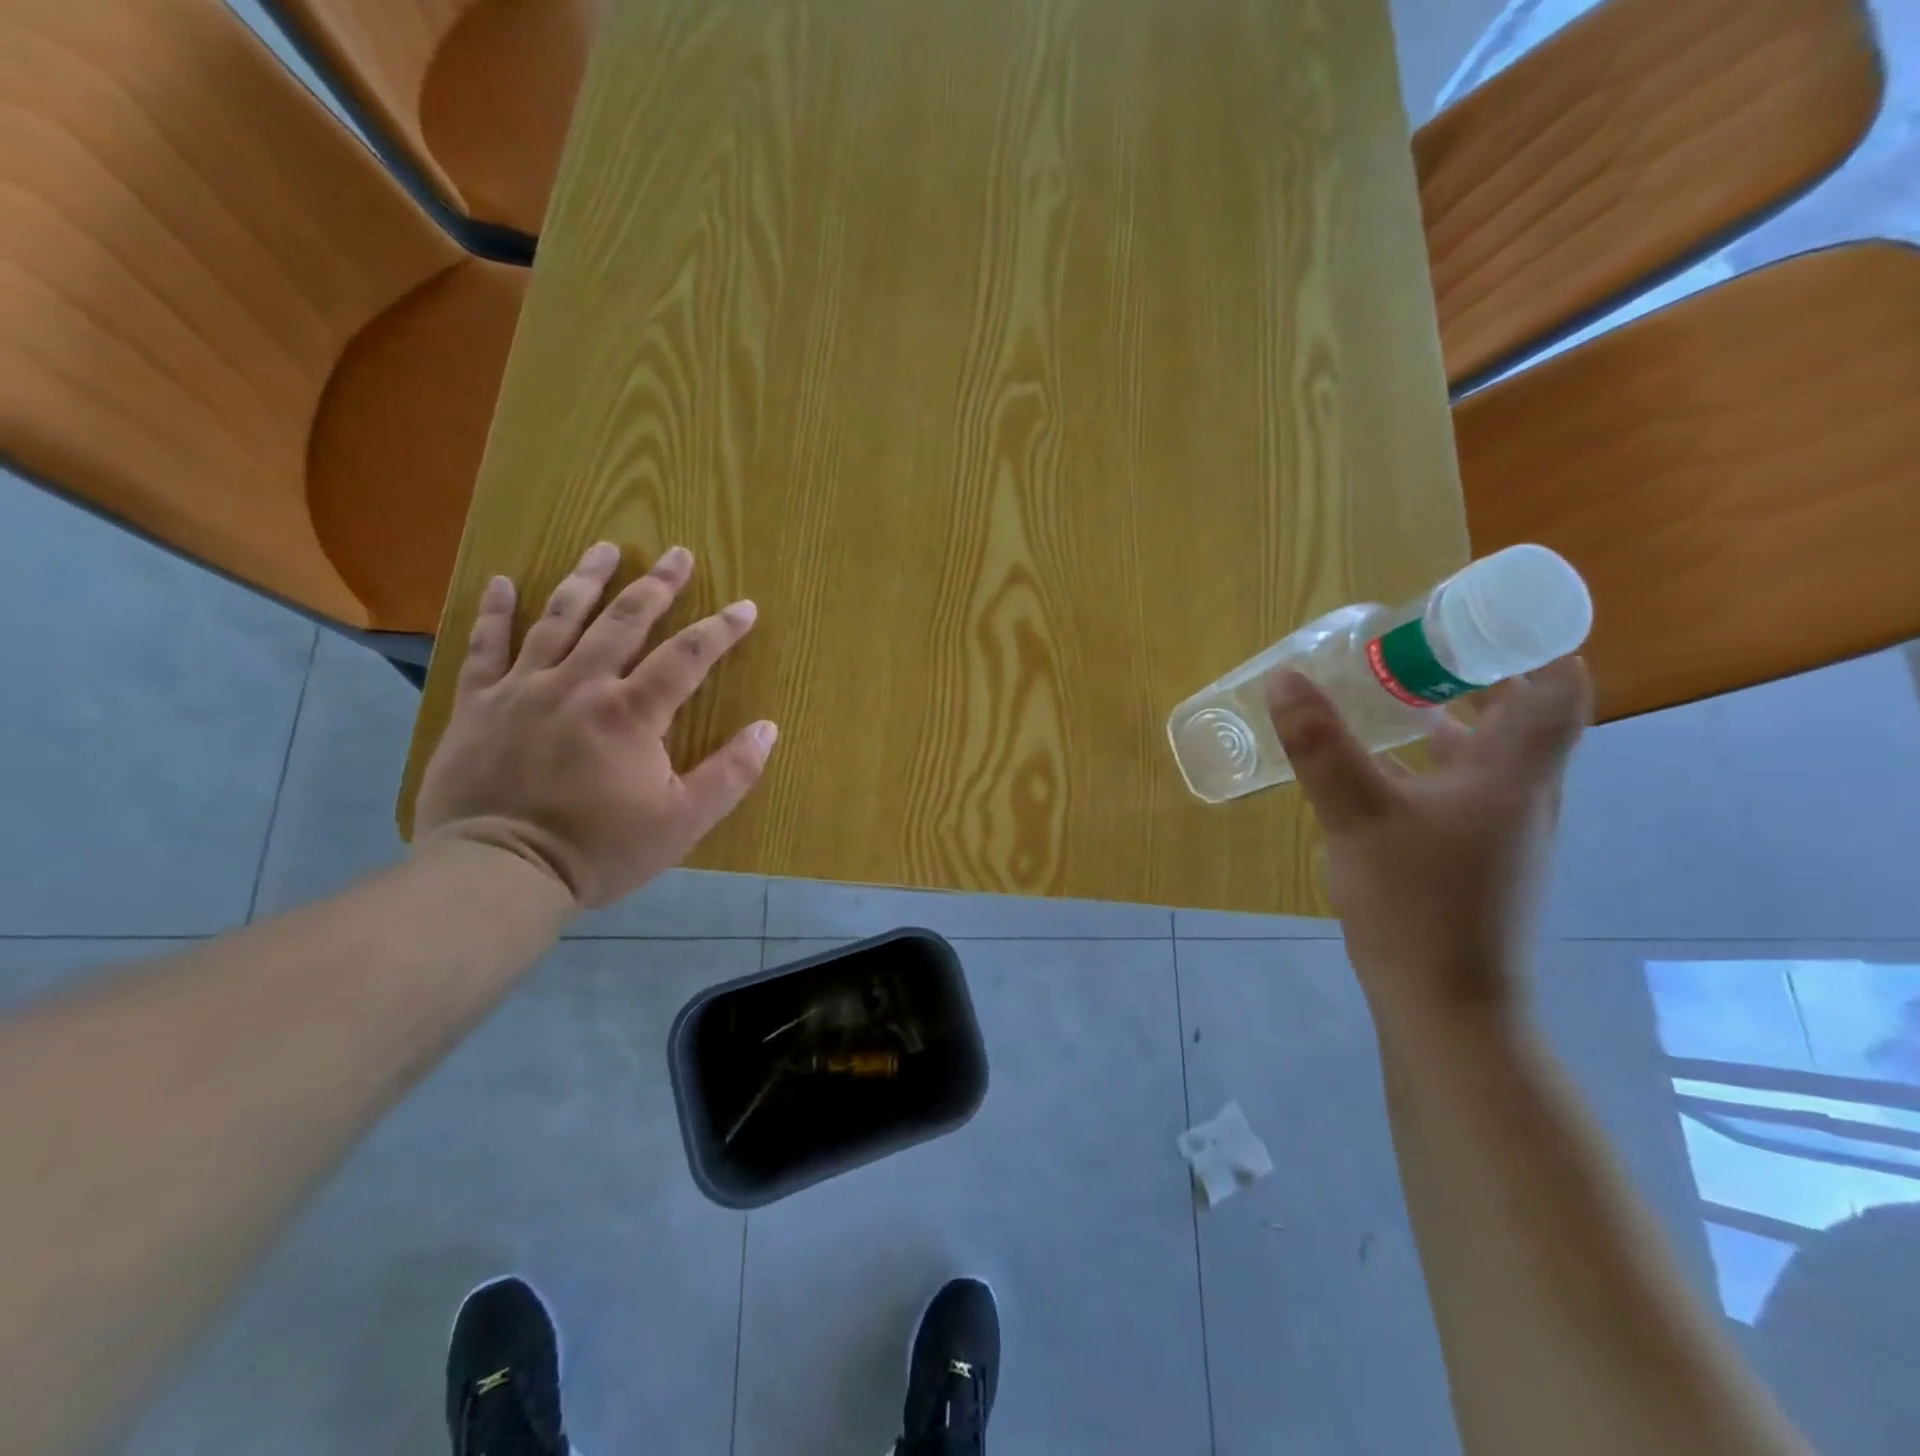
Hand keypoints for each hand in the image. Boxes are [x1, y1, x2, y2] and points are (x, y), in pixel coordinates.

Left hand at [415, 542, 777, 909]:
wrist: (498, 873)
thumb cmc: (599, 849)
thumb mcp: (682, 822)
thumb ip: (730, 773)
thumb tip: (768, 728)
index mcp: (631, 712)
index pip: (686, 656)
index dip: (720, 628)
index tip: (744, 606)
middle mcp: (580, 685)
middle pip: (623, 621)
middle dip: (656, 585)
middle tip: (677, 554)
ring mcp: (523, 688)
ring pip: (559, 619)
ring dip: (587, 579)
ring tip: (606, 547)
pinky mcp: (479, 704)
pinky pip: (486, 646)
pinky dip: (495, 612)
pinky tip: (504, 581)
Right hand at [1266, 657, 1590, 1026]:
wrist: (1445, 1003)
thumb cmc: (1416, 903)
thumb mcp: (1357, 814)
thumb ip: (1320, 745)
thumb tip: (1285, 678)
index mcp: (1516, 773)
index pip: (1559, 687)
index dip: (1530, 641)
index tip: (1474, 616)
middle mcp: (1523, 793)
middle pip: (1525, 713)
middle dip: (1477, 672)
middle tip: (1418, 647)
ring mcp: (1502, 828)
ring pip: (1490, 752)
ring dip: (1453, 715)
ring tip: (1394, 693)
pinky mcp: (1475, 855)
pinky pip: (1463, 786)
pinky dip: (1431, 760)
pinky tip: (1381, 766)